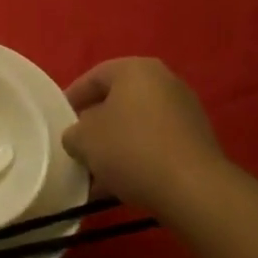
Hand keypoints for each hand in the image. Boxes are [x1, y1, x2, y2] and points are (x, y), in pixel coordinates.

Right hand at [63, 58, 224, 213]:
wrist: (194, 189)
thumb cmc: (131, 149)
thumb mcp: (84, 140)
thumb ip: (73, 133)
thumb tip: (79, 138)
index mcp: (135, 69)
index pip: (94, 77)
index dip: (72, 99)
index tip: (60, 121)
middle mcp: (164, 81)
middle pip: (118, 102)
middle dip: (96, 127)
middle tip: (78, 147)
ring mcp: (185, 111)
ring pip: (137, 126)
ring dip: (116, 147)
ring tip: (96, 175)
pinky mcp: (198, 141)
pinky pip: (156, 144)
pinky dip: (138, 159)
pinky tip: (122, 186)